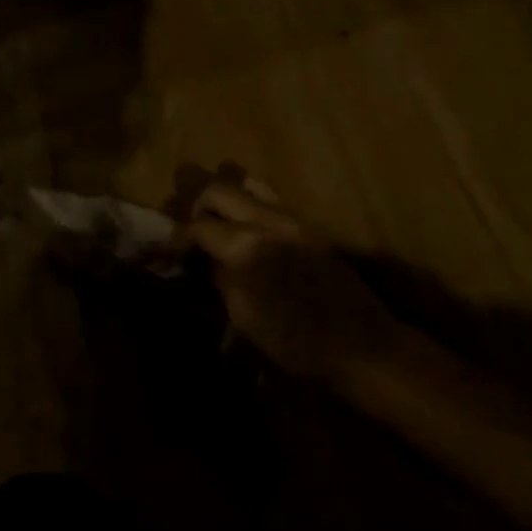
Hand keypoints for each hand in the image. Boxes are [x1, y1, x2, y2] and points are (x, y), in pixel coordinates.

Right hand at [184, 179, 407, 384]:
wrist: (361, 345)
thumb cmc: (296, 342)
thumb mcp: (245, 318)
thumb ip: (221, 280)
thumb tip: (206, 259)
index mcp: (247, 247)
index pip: (200, 225)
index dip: (179, 235)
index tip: (170, 248)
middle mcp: (269, 221)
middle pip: (220, 190)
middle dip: (198, 204)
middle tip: (189, 227)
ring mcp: (294, 219)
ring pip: (249, 186)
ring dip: (226, 199)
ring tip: (217, 220)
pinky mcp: (310, 227)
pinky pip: (271, 201)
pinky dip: (250, 206)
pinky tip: (247, 229)